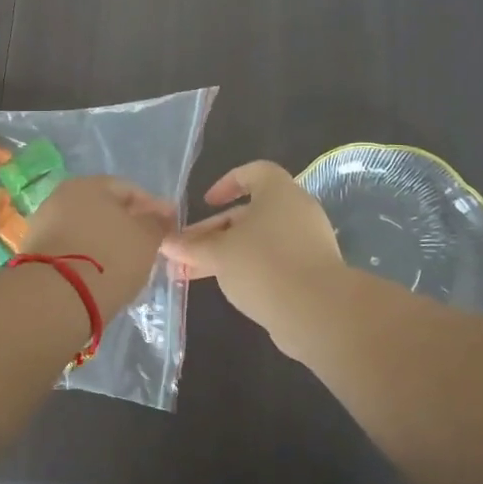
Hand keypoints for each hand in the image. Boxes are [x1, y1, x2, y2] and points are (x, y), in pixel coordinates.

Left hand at [21, 177, 177, 320]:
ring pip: (85, 230)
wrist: (56, 297)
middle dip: (125, 226)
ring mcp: (43, 223)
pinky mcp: (33, 252)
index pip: (129, 190)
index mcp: (90, 184)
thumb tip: (162, 213)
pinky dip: (86, 258)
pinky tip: (98, 276)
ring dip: (104, 243)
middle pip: (104, 209)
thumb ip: (157, 222)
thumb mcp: (147, 239)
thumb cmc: (110, 258)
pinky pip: (70, 249)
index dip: (152, 208)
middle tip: (145, 249)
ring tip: (122, 267)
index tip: (166, 229)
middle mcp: (62, 196)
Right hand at [163, 161, 343, 338]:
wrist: (317, 311)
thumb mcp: (218, 253)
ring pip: (258, 241)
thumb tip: (165, 243)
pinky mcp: (312, 272)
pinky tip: (227, 288)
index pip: (253, 172)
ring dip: (226, 254)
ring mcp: (308, 242)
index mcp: (279, 192)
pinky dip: (249, 269)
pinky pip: (274, 261)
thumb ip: (191, 247)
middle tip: (186, 252)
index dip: (226, 183)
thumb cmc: (263, 265)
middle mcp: (297, 211)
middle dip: (214, 232)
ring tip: (194, 274)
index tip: (206, 203)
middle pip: (250, 212)